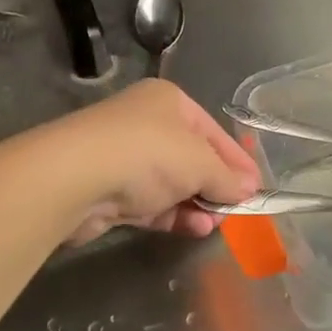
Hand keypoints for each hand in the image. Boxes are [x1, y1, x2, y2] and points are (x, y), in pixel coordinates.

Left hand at [49, 80, 260, 244]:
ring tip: (215, 224)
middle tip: (237, 210)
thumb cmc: (148, 153)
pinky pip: (151, 203)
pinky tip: (193, 228)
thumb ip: (226, 177)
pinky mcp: (110, 190)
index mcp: (169, 102)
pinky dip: (173, 214)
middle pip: (192, 157)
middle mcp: (146, 124)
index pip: (213, 131)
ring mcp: (125, 157)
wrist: (74, 178)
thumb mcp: (200, 162)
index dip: (237, 160)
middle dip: (215, 185)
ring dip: (196, 204)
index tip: (257, 188)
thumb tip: (249, 189)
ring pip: (171, 183)